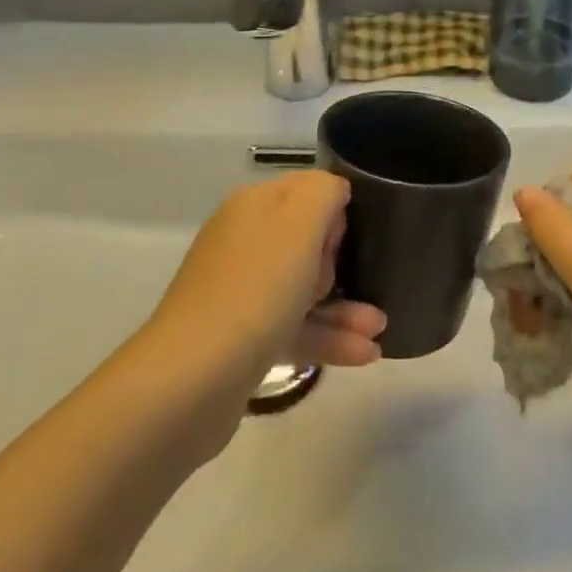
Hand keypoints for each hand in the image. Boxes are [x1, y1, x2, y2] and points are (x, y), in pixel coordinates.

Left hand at [148, 171, 385, 386]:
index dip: (334, 211)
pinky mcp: (241, 340)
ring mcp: (239, 292)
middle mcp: (243, 241)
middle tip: (350, 277)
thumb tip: (335, 194)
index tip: (348, 239)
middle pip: (306, 240)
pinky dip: (328, 337)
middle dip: (339, 260)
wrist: (191, 381)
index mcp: (253, 206)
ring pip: (302, 288)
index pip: (306, 190)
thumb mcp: (301, 221)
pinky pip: (294, 328)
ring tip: (380, 326)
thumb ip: (325, 191)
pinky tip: (365, 353)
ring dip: (344, 305)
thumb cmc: (256, 288)